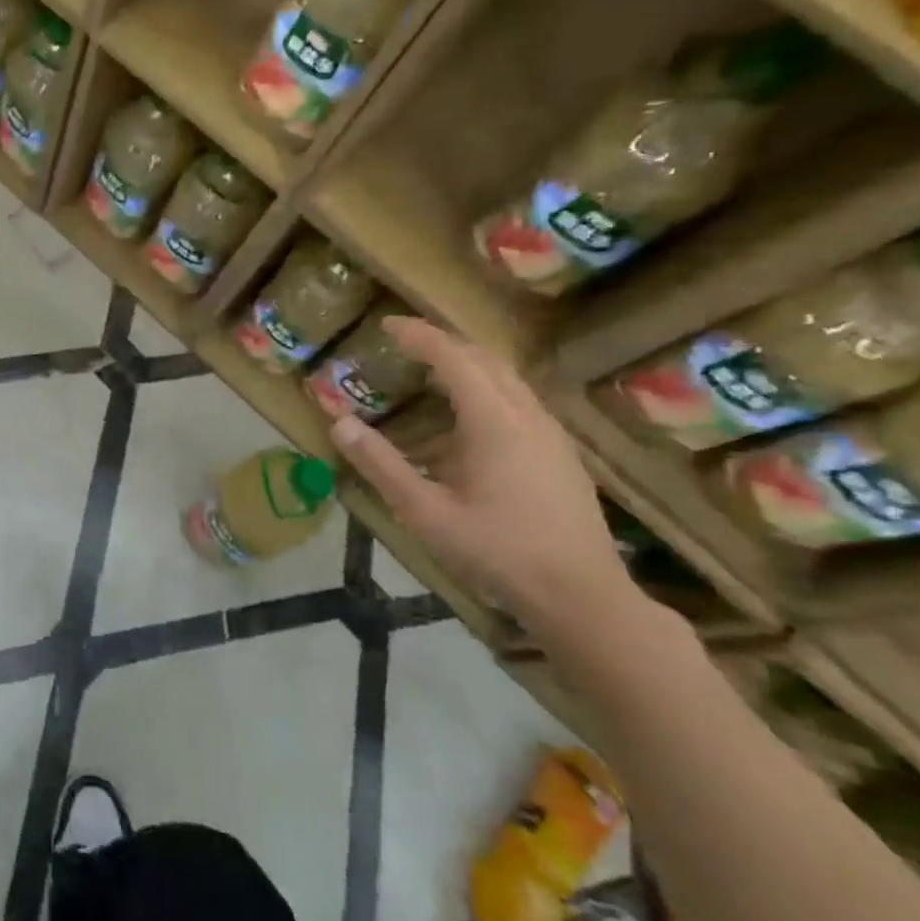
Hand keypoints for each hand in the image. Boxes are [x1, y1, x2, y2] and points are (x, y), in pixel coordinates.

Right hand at [328, 317, 636, 637]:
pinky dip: (485, 390)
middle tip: (404, 343)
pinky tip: (467, 421)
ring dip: (467, 365)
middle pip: (485, 359)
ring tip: (429, 374)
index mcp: (495, 422)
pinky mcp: (559, 453)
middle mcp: (527, 415)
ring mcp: (550, 433)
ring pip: (507, 379)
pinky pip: (518, 401)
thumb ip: (381, 464)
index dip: (419, 335)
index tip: (387, 325)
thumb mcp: (425, 511)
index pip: (454, 358)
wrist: (581, 595)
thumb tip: (338, 423)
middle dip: (443, 343)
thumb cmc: (497, 551)